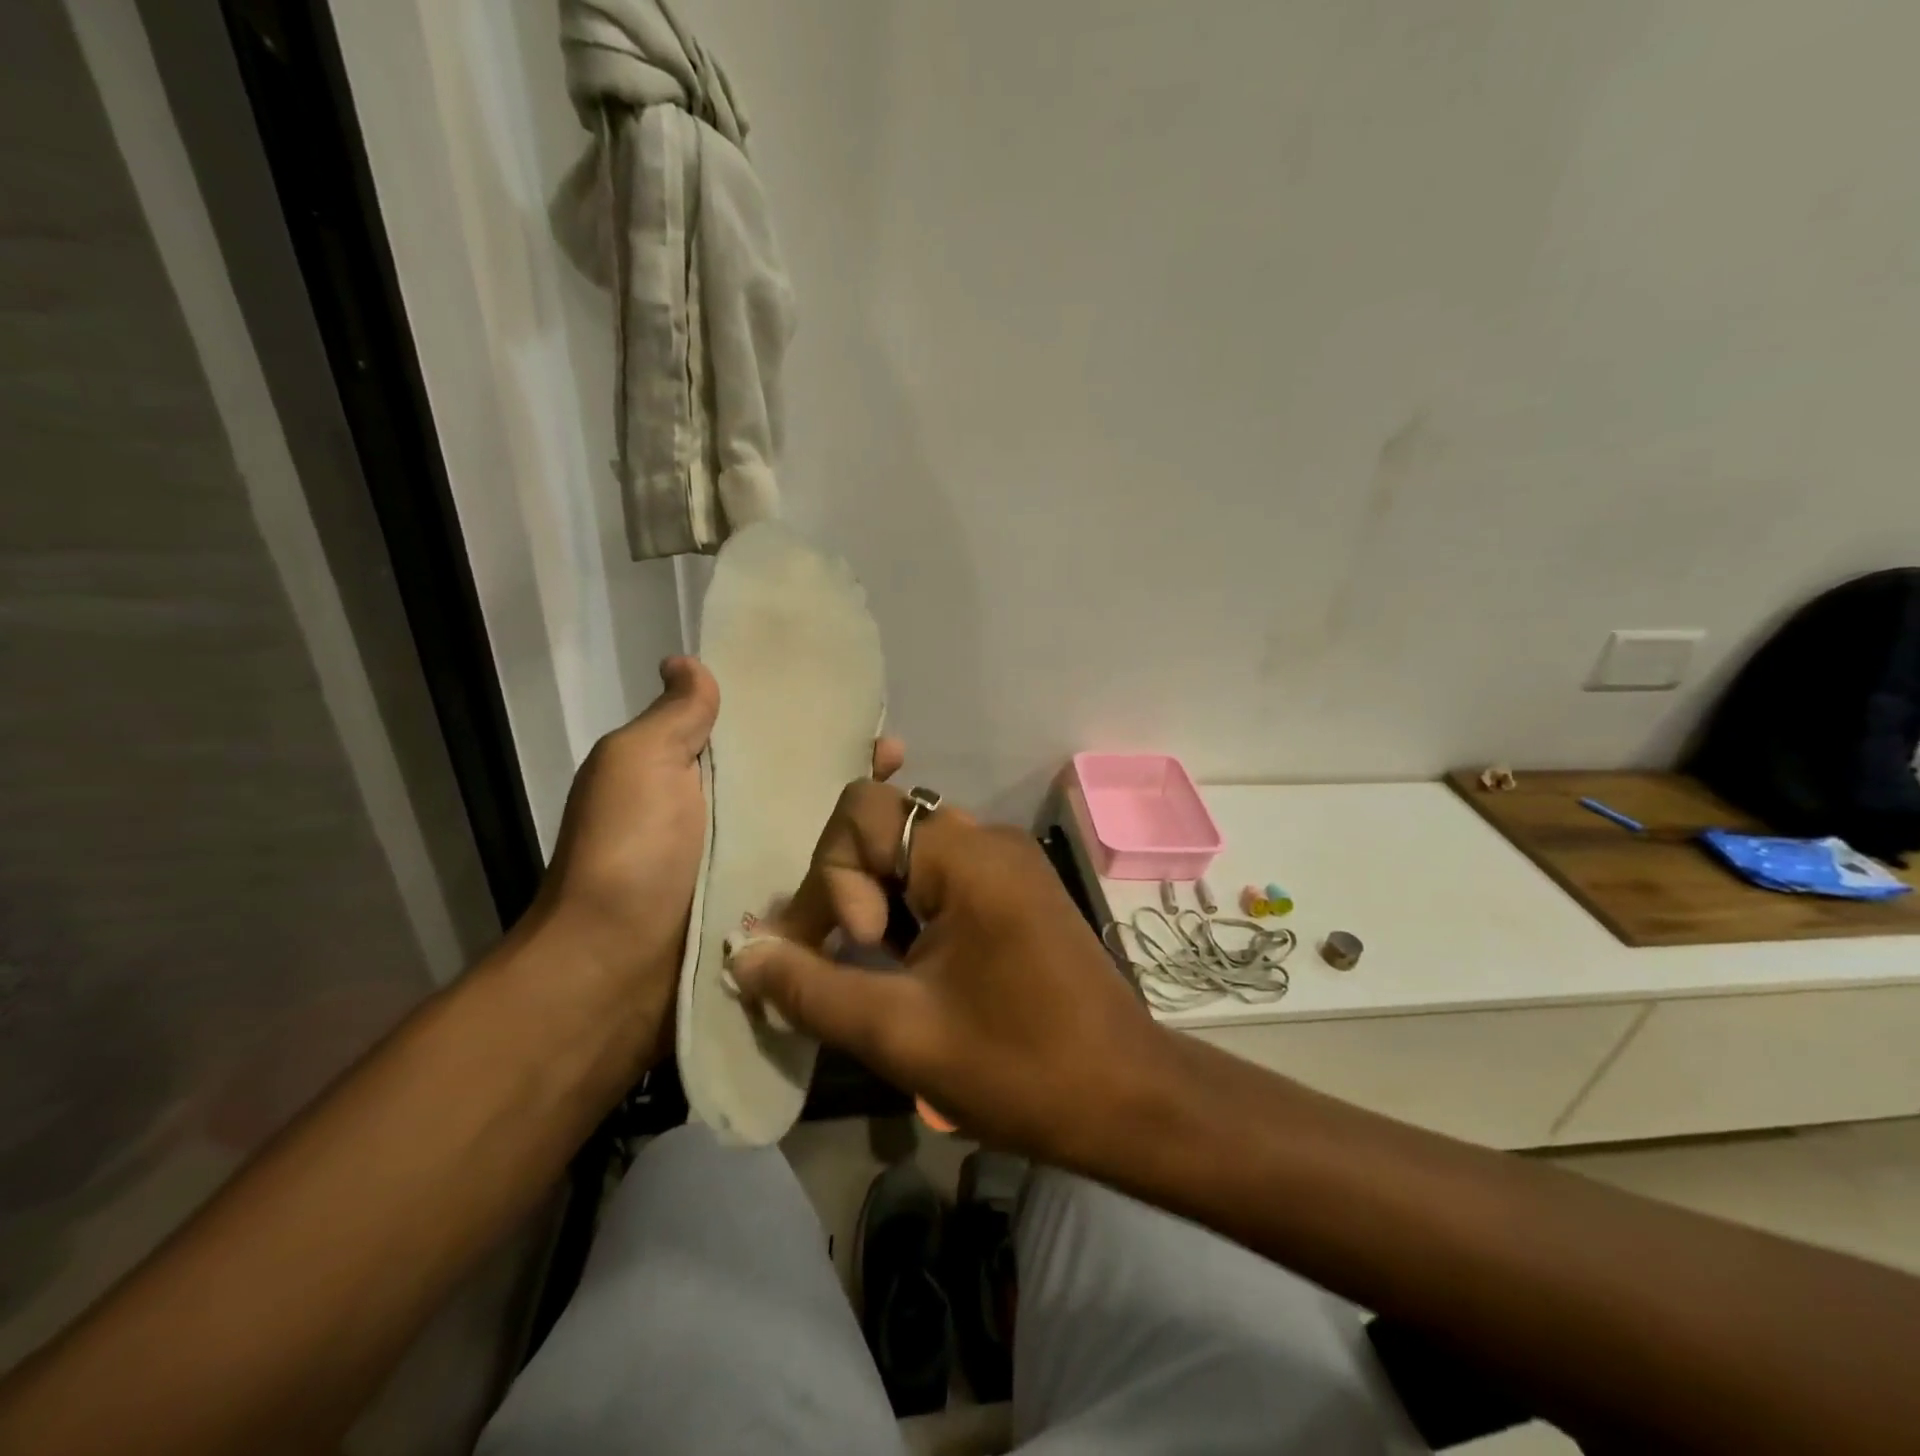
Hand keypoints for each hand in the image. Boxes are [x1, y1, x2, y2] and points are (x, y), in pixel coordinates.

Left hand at [533, 658, 905, 1066]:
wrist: (614, 970)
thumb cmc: (627, 853)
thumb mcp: (636, 765)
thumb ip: (673, 718)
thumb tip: (686, 662)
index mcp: (700, 774)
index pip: (764, 732)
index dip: (806, 713)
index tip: (853, 700)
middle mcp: (732, 815)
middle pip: (802, 778)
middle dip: (848, 761)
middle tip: (895, 753)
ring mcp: (757, 865)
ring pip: (821, 828)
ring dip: (863, 812)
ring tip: (909, 800)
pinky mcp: (778, 911)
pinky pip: (824, 878)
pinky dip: (858, 865)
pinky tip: (900, 852)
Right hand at [729, 782, 1175, 1164]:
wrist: (1128, 1096)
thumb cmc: (1019, 1066)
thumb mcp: (901, 1033)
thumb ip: (811, 988)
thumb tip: (742, 954)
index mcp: (966, 854)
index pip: (860, 812)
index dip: (835, 877)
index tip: (864, 948)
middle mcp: (987, 838)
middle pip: (881, 827)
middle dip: (846, 888)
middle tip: (848, 963)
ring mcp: (1007, 862)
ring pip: (907, 853)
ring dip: (874, 901)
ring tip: (873, 967)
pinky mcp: (1015, 890)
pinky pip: (940, 877)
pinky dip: (907, 909)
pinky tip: (905, 962)